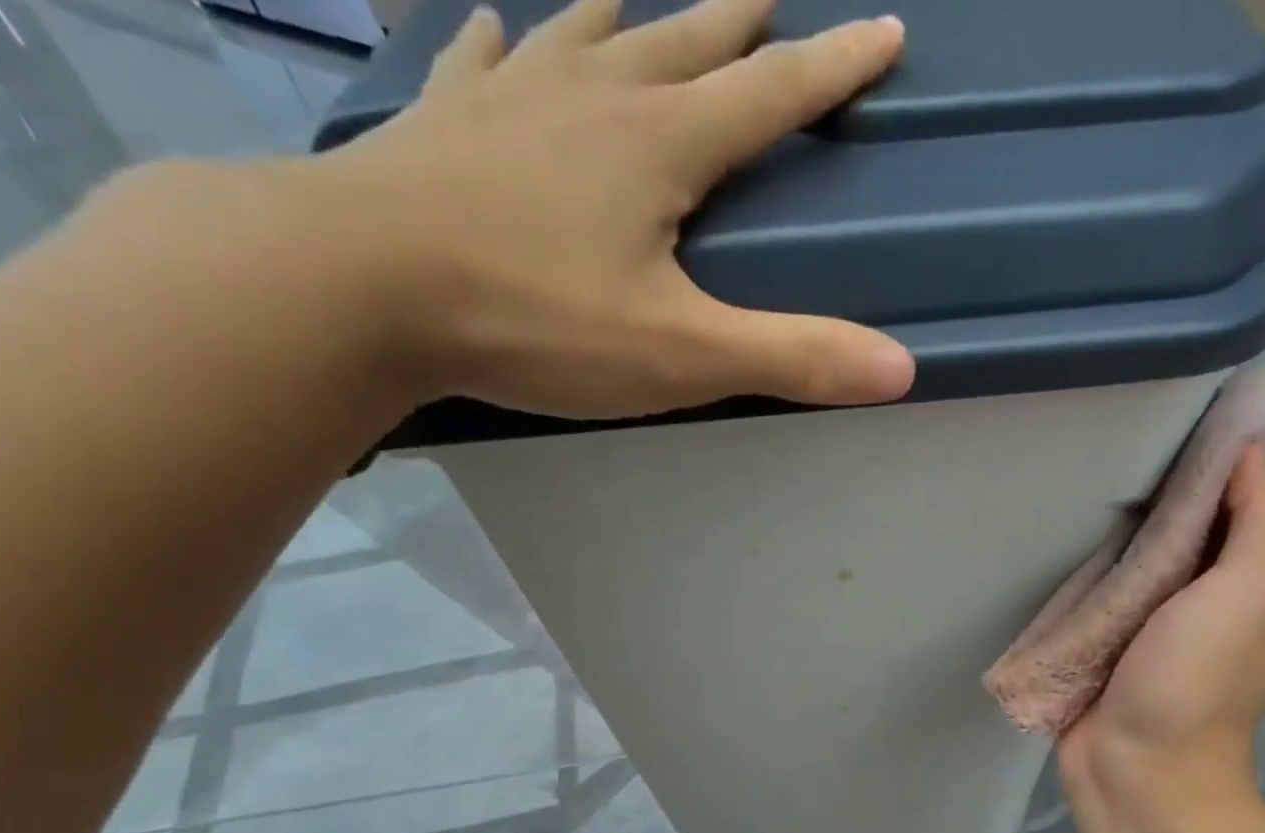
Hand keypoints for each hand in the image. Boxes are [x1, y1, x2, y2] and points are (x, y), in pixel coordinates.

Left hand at [317, 0, 916, 417]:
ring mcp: (511, 100)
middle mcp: (594, 97)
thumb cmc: (536, 322)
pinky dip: (504, 43)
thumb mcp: (681, 354)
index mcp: (661, 147)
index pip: (770, 96)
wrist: (364, 286)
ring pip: (585, 34)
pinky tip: (502, 27)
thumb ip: (791, 358)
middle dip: (735, 26)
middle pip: (682, 44)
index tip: (882, 29)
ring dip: (626, 16)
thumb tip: (900, 366)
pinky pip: (482, 61)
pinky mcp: (445, 125)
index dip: (832, 68)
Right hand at [1058, 444, 1264, 821]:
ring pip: (1137, 571)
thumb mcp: (1250, 592)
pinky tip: (1063, 553)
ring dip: (1117, 541)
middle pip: (1184, 539)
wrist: (1134, 774)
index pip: (1242, 512)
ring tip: (1081, 497)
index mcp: (1253, 592)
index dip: (1217, 469)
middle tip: (1114, 460)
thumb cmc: (1195, 683)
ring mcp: (1151, 638)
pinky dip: (1089, 580)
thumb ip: (1260, 520)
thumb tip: (1254, 447)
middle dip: (1158, 502)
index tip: (1177, 430)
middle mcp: (1206, 611)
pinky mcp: (1104, 657)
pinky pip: (1099, 605)